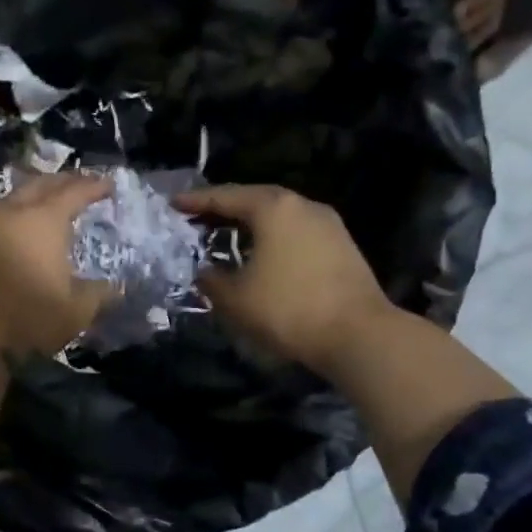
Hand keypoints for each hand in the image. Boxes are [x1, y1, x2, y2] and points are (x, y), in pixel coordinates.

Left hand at [0, 173, 113, 357]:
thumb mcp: (75, 311)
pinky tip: (15, 235)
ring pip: (11, 199)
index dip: (94, 186)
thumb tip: (114, 289)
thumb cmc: (27, 316)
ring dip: (32, 197)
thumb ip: (98, 295)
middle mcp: (11, 213)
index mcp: (44, 219)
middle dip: (62, 181)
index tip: (109, 185)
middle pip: (39, 185)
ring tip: (46, 205)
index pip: (74, 191)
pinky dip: (11, 221)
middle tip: (78, 185)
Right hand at [175, 184, 391, 371]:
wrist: (358, 335)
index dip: (196, 201)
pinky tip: (259, 254)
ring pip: (278, 216)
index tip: (173, 204)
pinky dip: (271, 237)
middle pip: (255, 199)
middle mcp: (302, 206)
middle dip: (224, 208)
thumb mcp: (235, 298)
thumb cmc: (288, 309)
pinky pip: (295, 232)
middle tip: (197, 217)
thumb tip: (206, 272)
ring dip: (249, 223)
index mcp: (273, 208)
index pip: (225, 197)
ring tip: (225, 235)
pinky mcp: (341, 246)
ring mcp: (328, 224)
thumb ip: (211, 280)